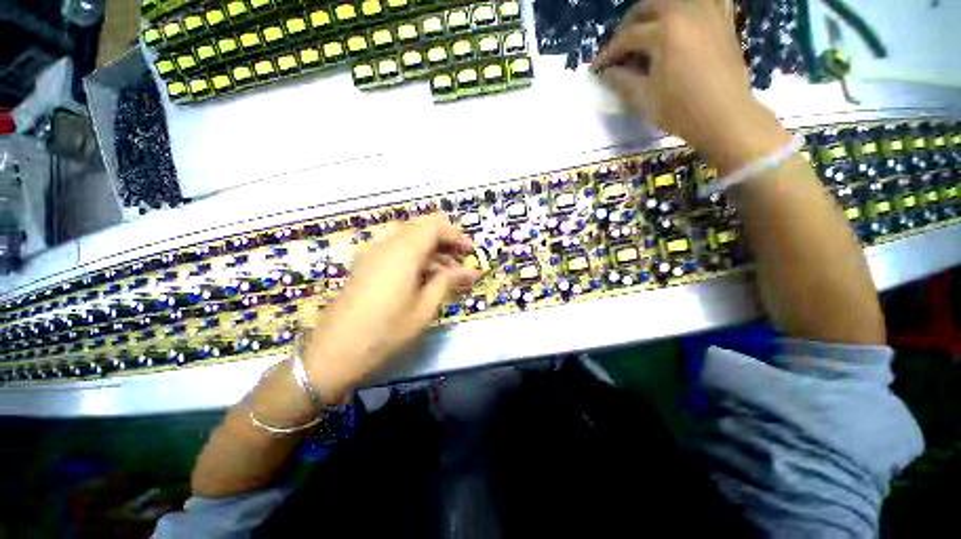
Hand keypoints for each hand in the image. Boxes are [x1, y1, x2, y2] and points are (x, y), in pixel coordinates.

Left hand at [303, 215, 480, 404]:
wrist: (333, 354)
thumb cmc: (385, 332)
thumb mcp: (424, 308)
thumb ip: (447, 282)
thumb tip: (472, 271)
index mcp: (403, 252)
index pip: (434, 226)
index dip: (455, 235)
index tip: (469, 252)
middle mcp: (386, 246)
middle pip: (421, 231)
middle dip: (445, 244)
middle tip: (460, 266)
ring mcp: (373, 255)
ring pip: (409, 241)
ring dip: (430, 253)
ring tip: (446, 277)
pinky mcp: (365, 266)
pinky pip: (395, 252)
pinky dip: (414, 259)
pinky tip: (423, 281)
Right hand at [592, 0, 790, 172]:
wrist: (724, 116)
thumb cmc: (680, 110)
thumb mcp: (643, 99)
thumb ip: (621, 81)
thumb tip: (605, 72)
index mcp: (664, 31)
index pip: (628, 37)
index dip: (609, 53)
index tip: (598, 67)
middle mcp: (686, 11)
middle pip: (649, 6)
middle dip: (628, 26)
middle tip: (619, 48)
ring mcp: (708, 12)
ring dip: (656, 11)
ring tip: (647, 31)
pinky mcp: (724, 20)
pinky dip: (691, 5)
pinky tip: (684, 18)